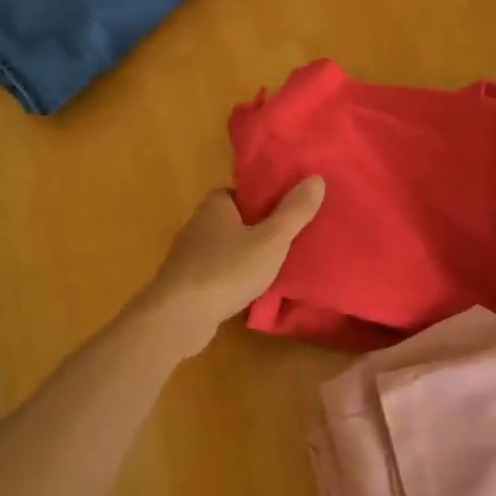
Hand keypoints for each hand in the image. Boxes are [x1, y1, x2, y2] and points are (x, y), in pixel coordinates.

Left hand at [147, 178, 326, 351]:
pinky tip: (247, 291)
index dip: (261, 199)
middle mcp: (197, 225)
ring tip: (272, 266)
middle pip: (232, 220)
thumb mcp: (271, 240)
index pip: (239, 193)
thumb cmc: (227, 270)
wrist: (178, 317)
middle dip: (254, 228)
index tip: (283, 211)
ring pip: (222, 248)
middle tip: (284, 239)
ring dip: (242, 256)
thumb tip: (317, 178)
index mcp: (215, 206)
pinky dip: (230, 278)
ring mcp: (187, 256)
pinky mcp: (184, 284)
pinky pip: (214, 273)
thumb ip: (294, 212)